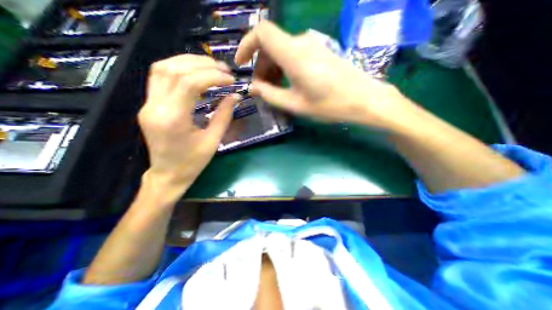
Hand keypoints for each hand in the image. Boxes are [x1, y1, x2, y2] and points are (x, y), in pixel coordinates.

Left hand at [138, 55, 238, 201]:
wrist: (168, 174)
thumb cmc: (193, 162)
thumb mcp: (213, 140)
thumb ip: (224, 115)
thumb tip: (235, 96)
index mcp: (173, 118)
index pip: (191, 83)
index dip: (213, 76)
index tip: (231, 80)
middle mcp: (155, 106)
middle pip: (175, 70)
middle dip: (202, 65)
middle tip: (224, 69)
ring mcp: (148, 104)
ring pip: (162, 68)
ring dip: (188, 62)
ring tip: (211, 66)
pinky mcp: (148, 105)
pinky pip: (159, 77)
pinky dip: (178, 69)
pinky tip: (194, 72)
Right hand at [235, 20, 411, 129]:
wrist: (363, 99)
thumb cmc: (329, 105)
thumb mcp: (295, 104)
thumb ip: (270, 94)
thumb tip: (253, 87)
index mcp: (294, 54)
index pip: (261, 32)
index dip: (246, 45)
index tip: (241, 64)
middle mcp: (301, 42)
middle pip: (270, 45)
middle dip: (261, 66)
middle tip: (262, 89)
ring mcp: (312, 44)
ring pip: (281, 50)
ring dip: (273, 68)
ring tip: (275, 89)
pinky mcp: (319, 50)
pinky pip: (293, 53)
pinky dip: (284, 67)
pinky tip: (288, 83)